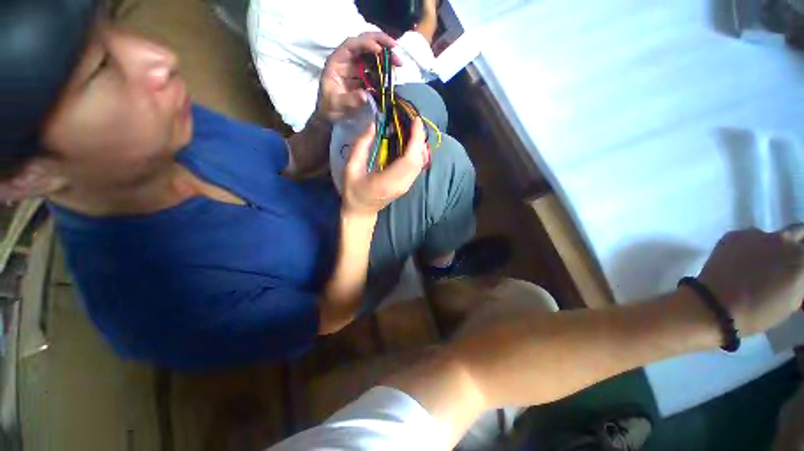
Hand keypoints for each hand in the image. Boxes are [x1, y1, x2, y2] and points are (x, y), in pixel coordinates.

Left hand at [317, 32, 402, 122]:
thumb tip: (365, 95)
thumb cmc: (330, 108)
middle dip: (380, 44)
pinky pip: (374, 71)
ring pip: (371, 56)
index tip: (379, 50)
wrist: (331, 116)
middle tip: (395, 49)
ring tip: (398, 63)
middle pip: (363, 44)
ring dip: (385, 57)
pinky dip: (384, 71)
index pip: (351, 46)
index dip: (365, 44)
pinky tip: (392, 75)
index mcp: (337, 62)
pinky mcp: (362, 78)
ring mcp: (355, 69)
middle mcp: (346, 61)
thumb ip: (350, 100)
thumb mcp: (337, 105)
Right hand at [342, 118, 426, 216]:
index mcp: (388, 181)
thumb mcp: (350, 168)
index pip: (410, 159)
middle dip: (420, 138)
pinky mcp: (407, 185)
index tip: (416, 120)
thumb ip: (361, 146)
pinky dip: (417, 152)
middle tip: (413, 120)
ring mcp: (406, 186)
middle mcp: (402, 184)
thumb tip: (373, 125)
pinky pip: (417, 166)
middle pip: (419, 159)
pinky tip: (410, 142)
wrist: (362, 211)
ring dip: (420, 144)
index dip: (416, 139)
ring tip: (412, 128)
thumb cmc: (353, 191)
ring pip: (421, 163)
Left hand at [697, 225, 803, 335]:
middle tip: (789, 259)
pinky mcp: (734, 234)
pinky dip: (749, 247)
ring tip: (760, 264)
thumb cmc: (758, 311)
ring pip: (772, 235)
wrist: (715, 304)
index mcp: (802, 258)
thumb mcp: (793, 298)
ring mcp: (757, 234)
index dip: (802, 261)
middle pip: (798, 233)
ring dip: (771, 246)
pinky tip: (740, 261)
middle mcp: (784, 239)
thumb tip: (798, 270)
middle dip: (796, 244)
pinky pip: (748, 238)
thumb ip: (800, 278)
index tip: (799, 268)